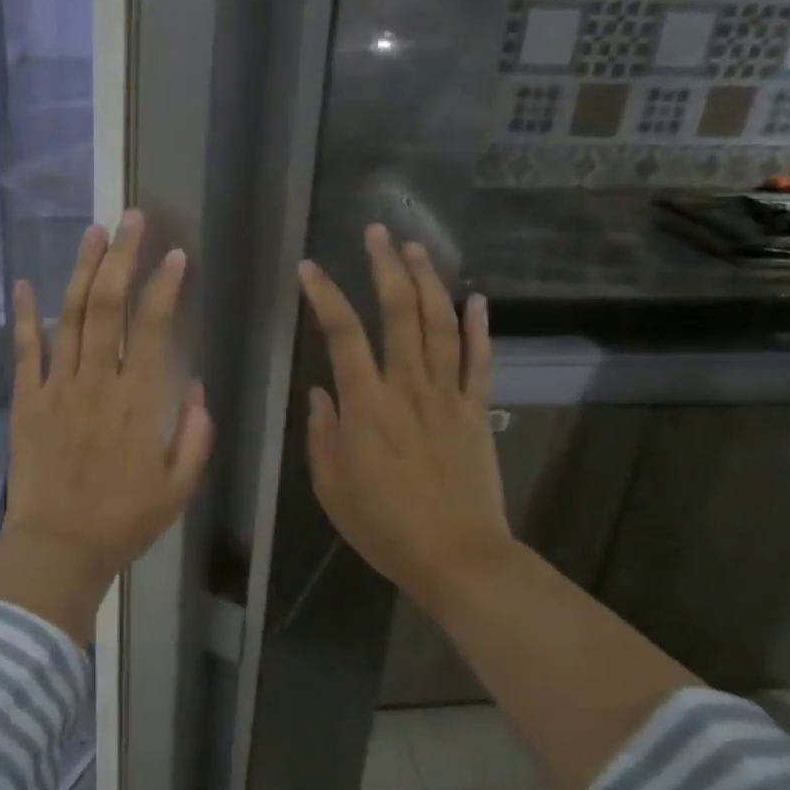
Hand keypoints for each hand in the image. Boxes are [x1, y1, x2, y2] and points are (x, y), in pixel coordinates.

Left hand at [0, 211, 213, 642]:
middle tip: (132, 218)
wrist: (58, 548)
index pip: (155, 326)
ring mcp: (58, 387)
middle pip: (109, 305)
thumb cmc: (124, 522)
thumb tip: (196, 388)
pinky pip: (25, 350)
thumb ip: (194, 435)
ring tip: (94, 231)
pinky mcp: (27, 401)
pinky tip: (25, 282)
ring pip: (70, 316)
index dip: (166, 286)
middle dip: (123, 257)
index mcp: (140, 400)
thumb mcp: (178, 487)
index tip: (176, 256)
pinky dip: (25, 315)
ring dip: (82, 270)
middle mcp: (99, 381)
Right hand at [297, 227, 519, 617]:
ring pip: (441, 326)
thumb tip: (320, 393)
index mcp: (366, 405)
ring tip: (417, 248)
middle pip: (400, 314)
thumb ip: (322, 434)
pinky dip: (479, 328)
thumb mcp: (331, 486)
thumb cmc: (384, 526)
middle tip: (377, 232)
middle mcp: (408, 388)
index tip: (308, 268)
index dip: (325, 296)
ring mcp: (448, 396)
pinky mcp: (476, 411)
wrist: (458, 557)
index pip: (342, 335)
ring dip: (429, 282)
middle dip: (386, 268)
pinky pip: (480, 361)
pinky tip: (477, 298)